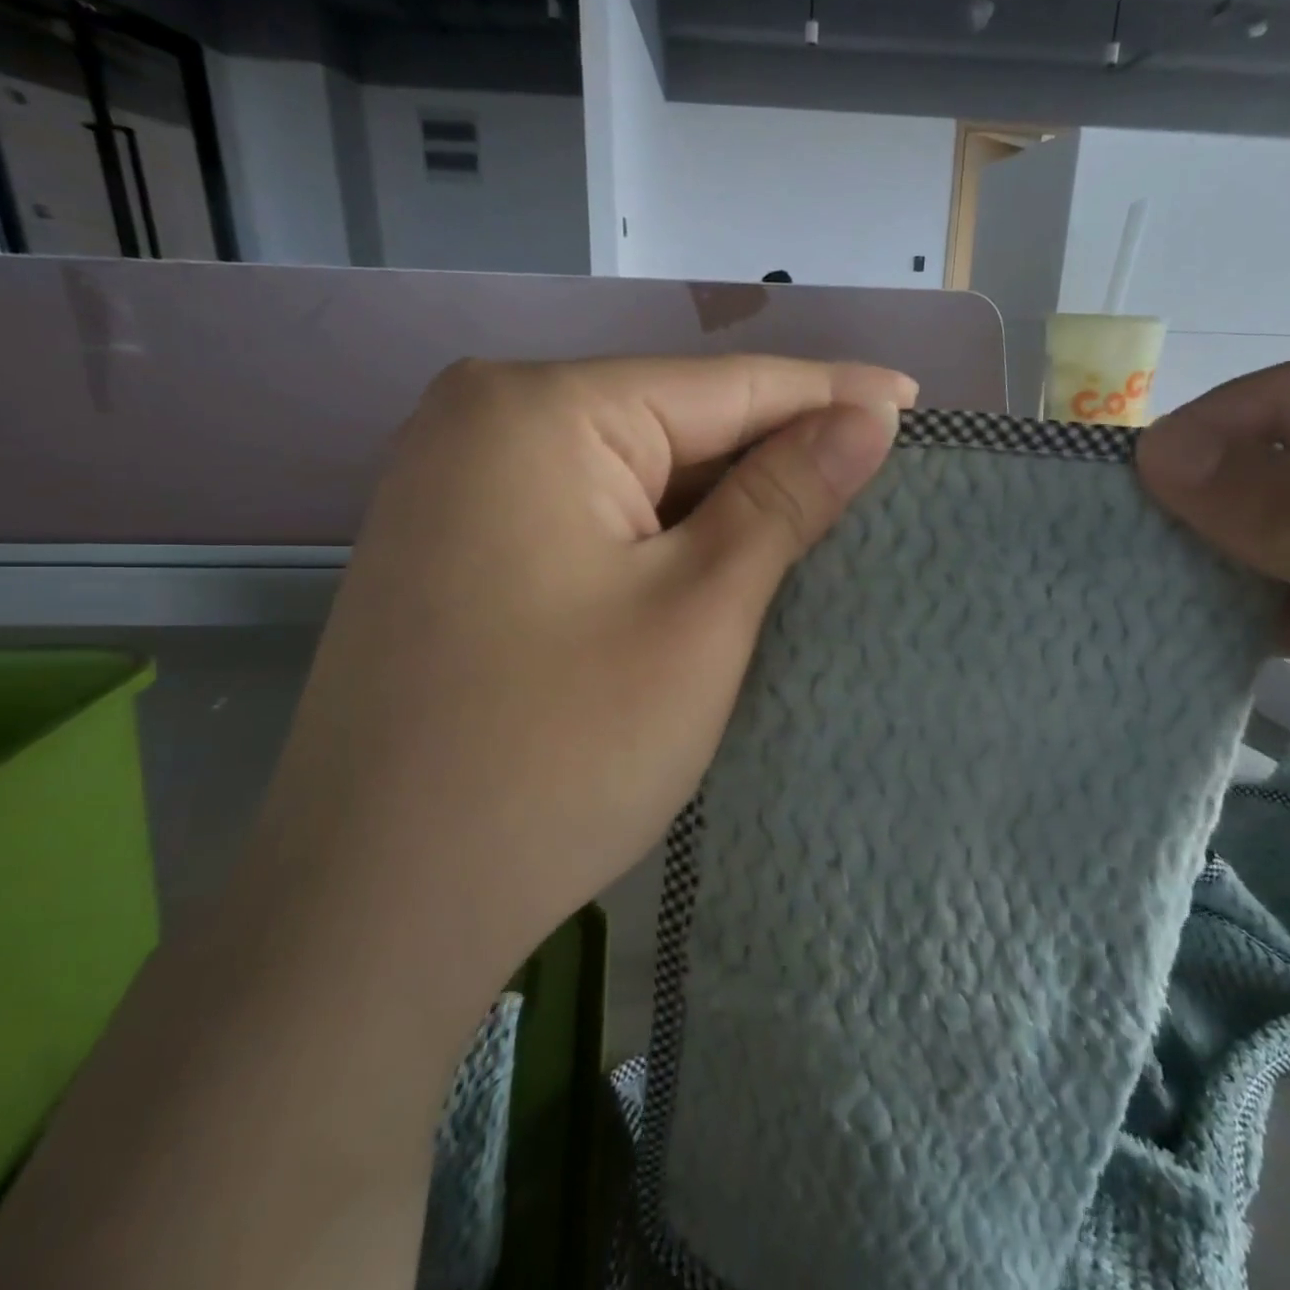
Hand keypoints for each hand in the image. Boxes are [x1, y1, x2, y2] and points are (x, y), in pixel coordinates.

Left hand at [0, 355, 912, 1289]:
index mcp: (537, 411)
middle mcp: (480, 422)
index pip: (723, 386)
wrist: (375, 903)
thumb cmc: (558, 753)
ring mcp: (453, 486)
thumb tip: (866, 418)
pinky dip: (659, 532)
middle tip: (878, 470)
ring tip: (819, 510)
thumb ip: (784, 498)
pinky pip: (585, 513)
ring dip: (719, 498)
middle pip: (671, 421)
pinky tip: (715, 554)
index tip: (913, 402)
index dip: (829, 395)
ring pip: (630, 470)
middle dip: (773, 451)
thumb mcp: (699, 612)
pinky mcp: (451, 548)